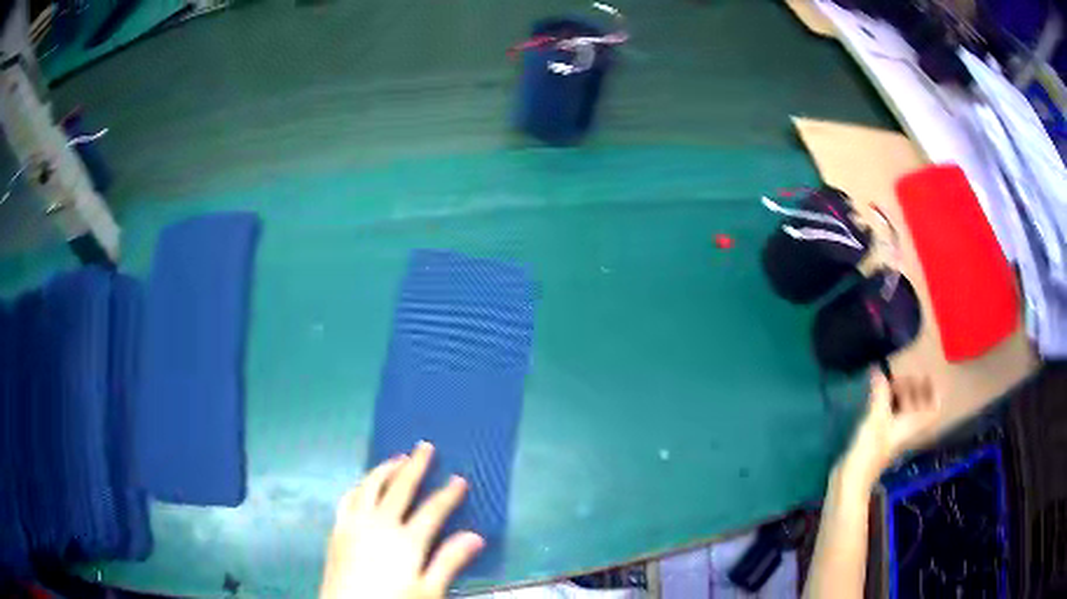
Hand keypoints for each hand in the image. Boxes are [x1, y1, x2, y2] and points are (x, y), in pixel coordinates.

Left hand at [319, 442, 484, 598]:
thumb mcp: (428, 591)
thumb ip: (449, 562)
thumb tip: (476, 536)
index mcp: (406, 540)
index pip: (433, 510)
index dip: (448, 494)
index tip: (459, 479)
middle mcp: (380, 524)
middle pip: (400, 488)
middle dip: (415, 466)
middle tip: (425, 447)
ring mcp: (355, 523)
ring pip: (370, 486)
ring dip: (385, 469)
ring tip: (396, 458)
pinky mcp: (338, 529)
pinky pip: (348, 497)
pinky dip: (360, 485)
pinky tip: (364, 484)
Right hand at [843, 372, 940, 488]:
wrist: (854, 477)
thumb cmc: (872, 447)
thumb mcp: (877, 415)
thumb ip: (881, 392)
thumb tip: (879, 370)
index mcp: (915, 424)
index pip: (934, 409)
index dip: (933, 392)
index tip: (924, 377)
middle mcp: (910, 430)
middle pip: (920, 408)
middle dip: (915, 391)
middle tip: (902, 377)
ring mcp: (897, 436)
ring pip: (907, 413)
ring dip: (903, 399)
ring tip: (890, 385)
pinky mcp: (884, 441)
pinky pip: (895, 419)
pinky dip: (892, 408)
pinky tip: (880, 400)